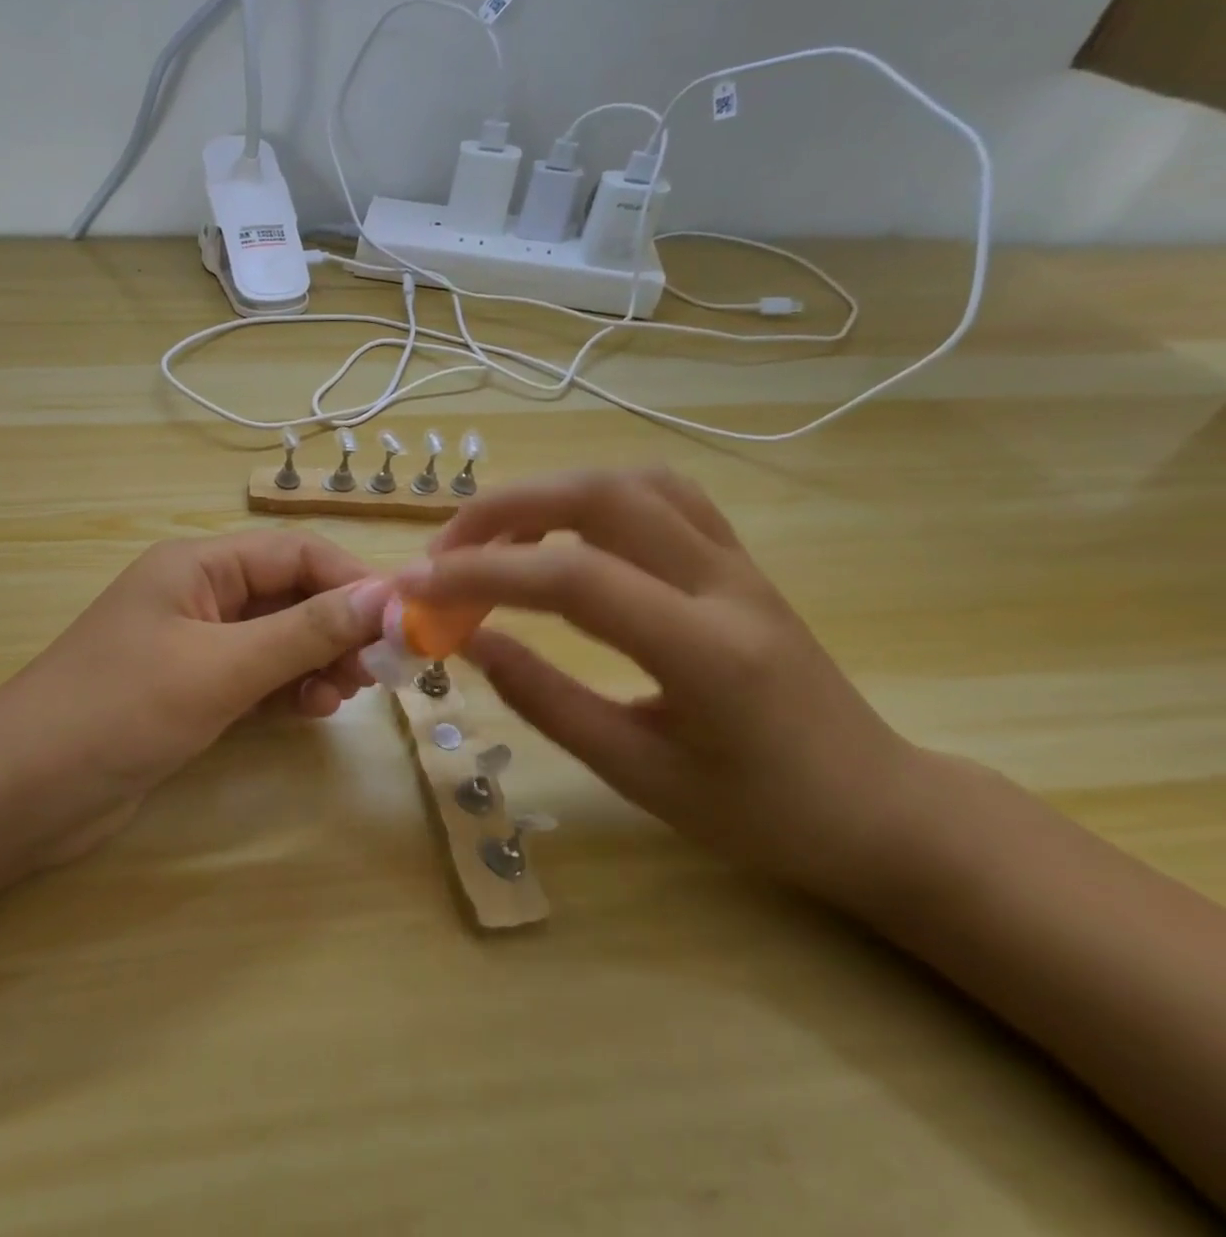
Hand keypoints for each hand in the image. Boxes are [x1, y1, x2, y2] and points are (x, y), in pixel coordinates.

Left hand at [0, 530, 388, 861]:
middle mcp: (197, 595)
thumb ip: (303, 632)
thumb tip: (383, 597)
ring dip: (315, 660)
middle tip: (377, 670)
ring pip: (276, 638)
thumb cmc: (120, 710)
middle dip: (337, 626)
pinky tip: (310, 709)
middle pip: (288, 594)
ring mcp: (192, 645)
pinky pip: (254, 676)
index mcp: (197, 566)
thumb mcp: (220, 667)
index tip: (403, 620)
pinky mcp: (188, 691)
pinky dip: (286, 688)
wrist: (21, 793)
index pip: (295, 553)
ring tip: (343, 695)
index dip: (352, 581)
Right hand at [398, 468, 931, 906]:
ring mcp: (736, 560)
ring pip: (627, 482)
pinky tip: (559, 532)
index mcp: (705, 651)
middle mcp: (723, 583)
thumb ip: (544, 700)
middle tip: (443, 553)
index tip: (414, 588)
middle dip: (502, 510)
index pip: (572, 579)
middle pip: (600, 496)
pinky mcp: (736, 557)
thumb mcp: (637, 775)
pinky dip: (589, 496)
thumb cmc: (759, 813)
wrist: (880, 808)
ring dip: (544, 495)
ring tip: (491, 540)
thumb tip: (468, 641)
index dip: (480, 573)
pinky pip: (657, 495)